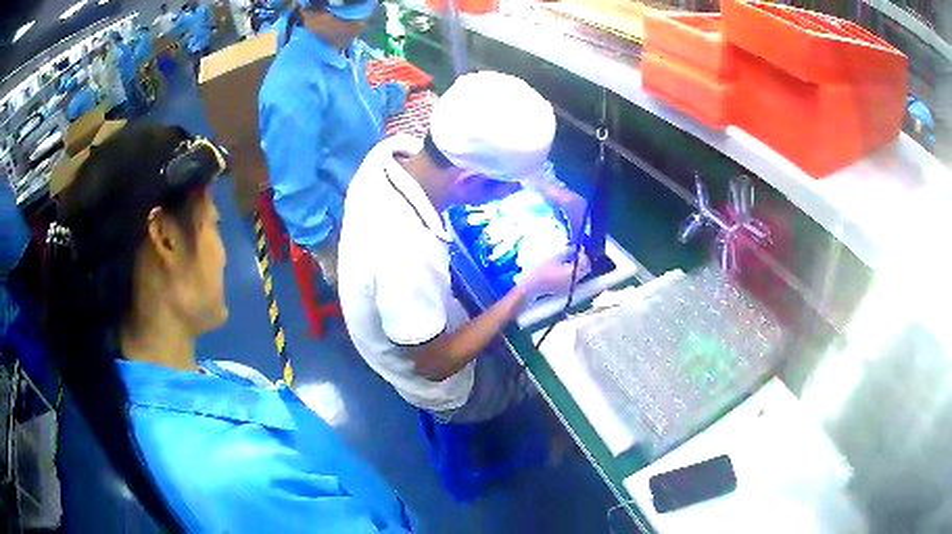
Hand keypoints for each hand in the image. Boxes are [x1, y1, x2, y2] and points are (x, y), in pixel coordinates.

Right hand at [518, 249, 590, 298]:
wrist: (532, 286)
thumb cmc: (541, 271)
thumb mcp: (554, 257)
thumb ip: (567, 251)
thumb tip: (575, 247)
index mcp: (572, 272)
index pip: (584, 262)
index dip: (583, 254)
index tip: (579, 248)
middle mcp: (574, 281)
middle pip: (585, 270)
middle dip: (584, 260)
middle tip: (578, 253)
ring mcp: (571, 286)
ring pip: (581, 274)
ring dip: (579, 266)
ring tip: (571, 259)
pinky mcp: (566, 289)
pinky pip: (575, 279)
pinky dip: (574, 272)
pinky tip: (566, 267)